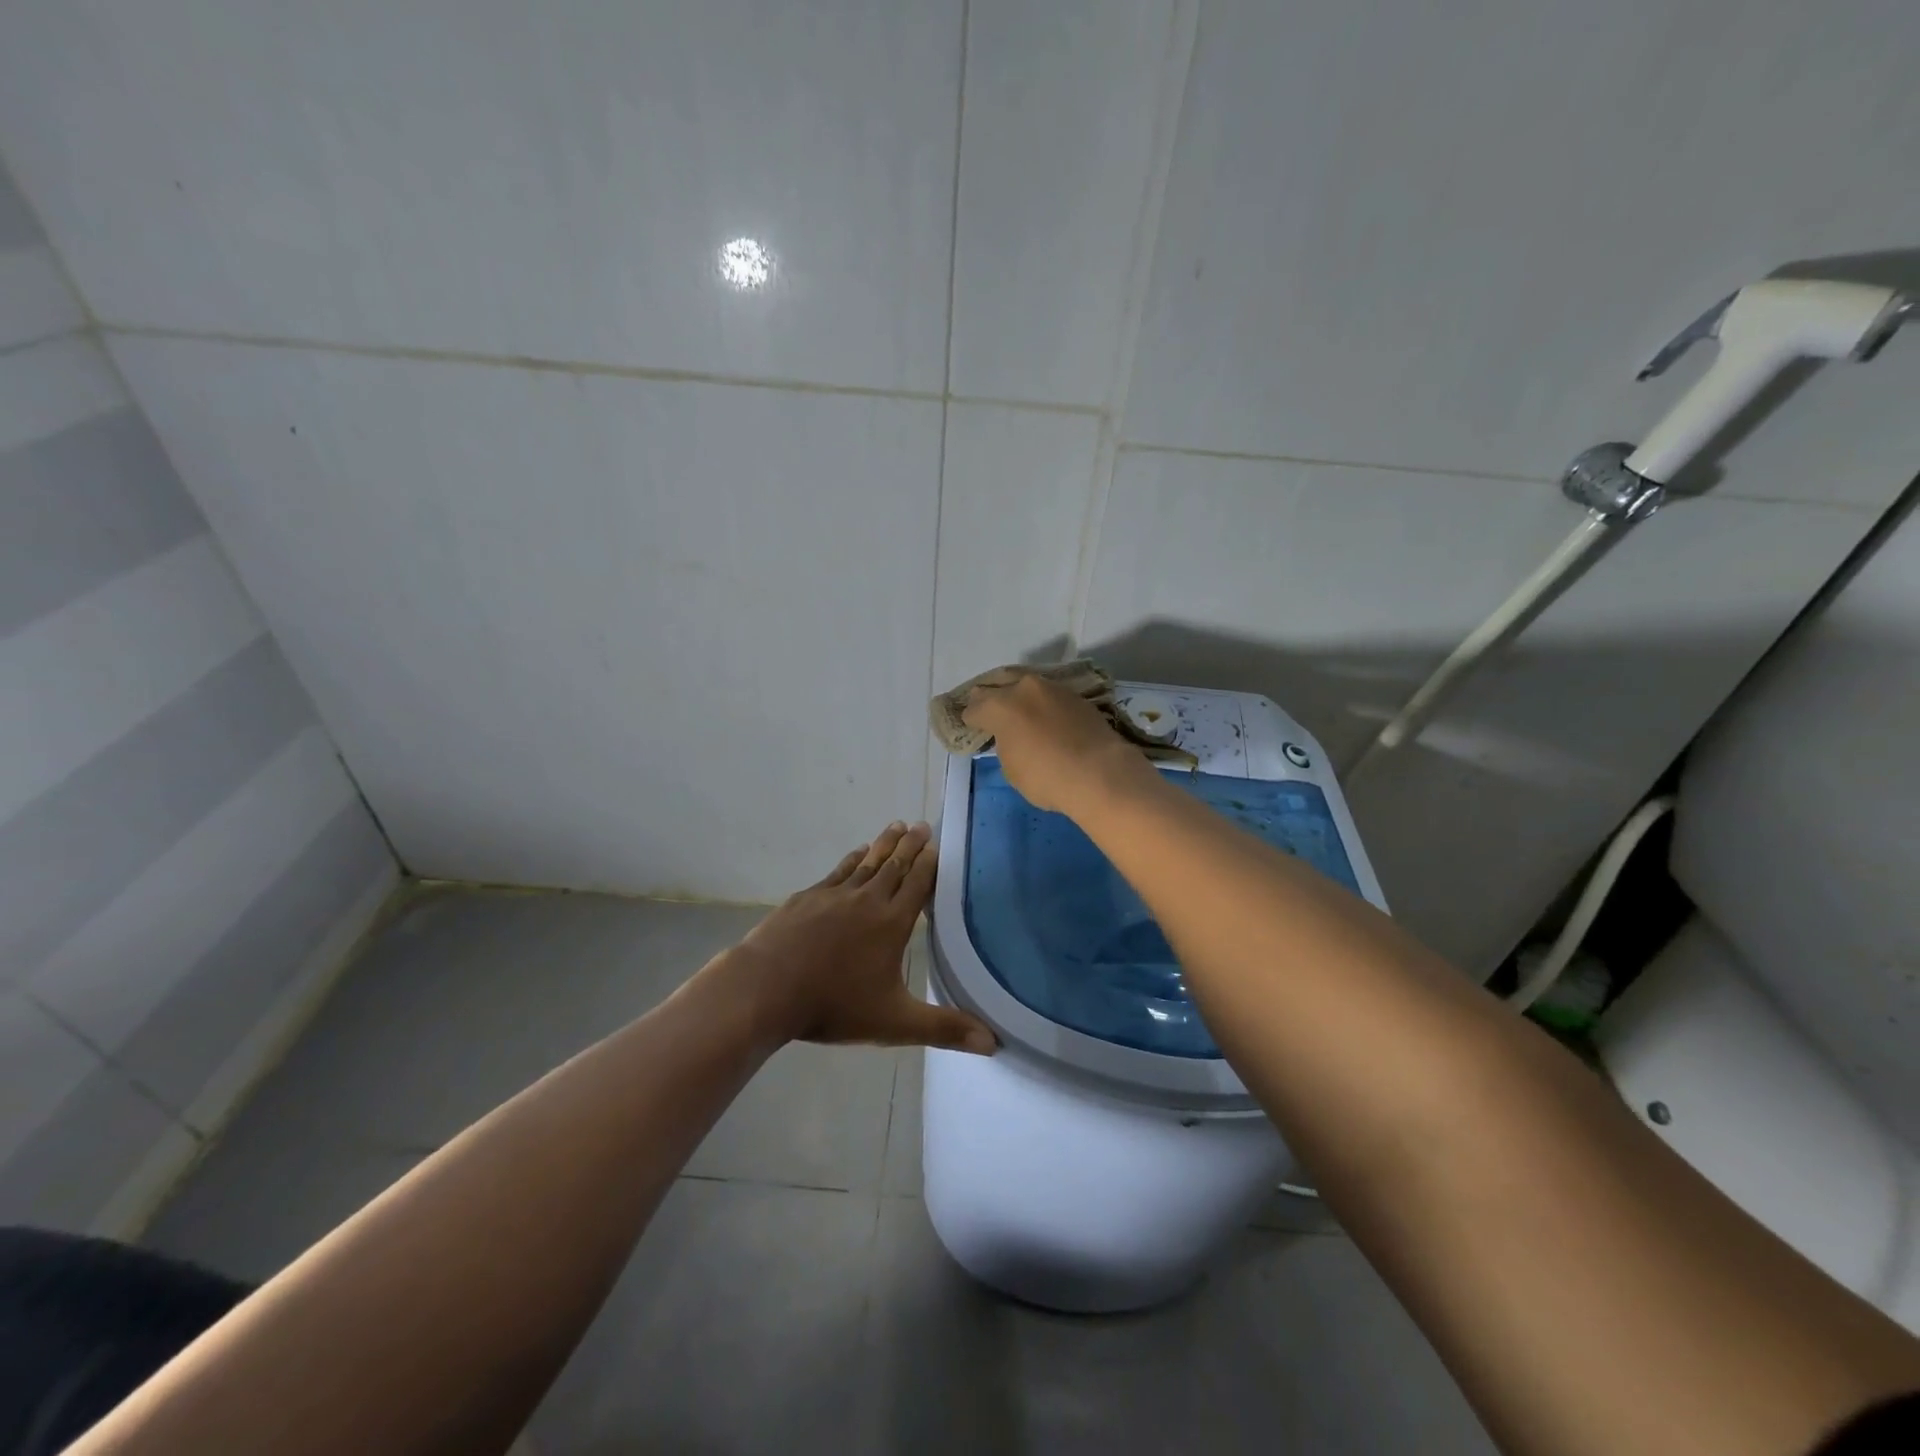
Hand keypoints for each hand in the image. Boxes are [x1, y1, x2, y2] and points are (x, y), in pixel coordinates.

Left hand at [722, 822, 996, 1054]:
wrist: (766, 988)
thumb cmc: (834, 1005)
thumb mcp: (895, 1022)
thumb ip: (944, 1028)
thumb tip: (993, 1043)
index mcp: (892, 923)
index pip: (917, 884)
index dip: (929, 863)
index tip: (938, 844)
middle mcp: (867, 899)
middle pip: (894, 865)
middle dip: (911, 845)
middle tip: (922, 824)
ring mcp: (834, 894)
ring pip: (866, 862)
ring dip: (884, 843)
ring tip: (896, 826)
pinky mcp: (807, 897)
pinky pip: (838, 871)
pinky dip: (852, 859)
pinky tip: (856, 854)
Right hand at [961, 674, 1153, 814]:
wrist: (1100, 773)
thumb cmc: (1046, 777)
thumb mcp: (1012, 769)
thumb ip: (1006, 745)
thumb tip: (1013, 738)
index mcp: (1000, 706)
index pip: (975, 708)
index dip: (971, 719)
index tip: (972, 726)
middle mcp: (1024, 688)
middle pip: (999, 686)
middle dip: (990, 698)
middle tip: (988, 709)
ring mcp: (1053, 689)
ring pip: (1027, 687)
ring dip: (1020, 698)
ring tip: (1019, 712)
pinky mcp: (1077, 696)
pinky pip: (1050, 697)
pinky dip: (1043, 705)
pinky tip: (1045, 718)